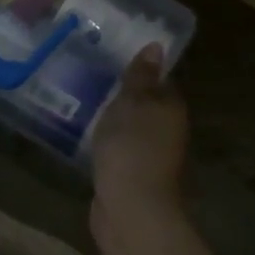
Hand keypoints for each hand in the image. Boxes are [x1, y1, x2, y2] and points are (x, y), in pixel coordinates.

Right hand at [92, 46, 187, 226]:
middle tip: (92, 75)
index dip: (140, 69)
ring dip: (114, 118)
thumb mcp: (133, 102)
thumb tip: (157, 46)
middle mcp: (166, 130)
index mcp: (171, 108)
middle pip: (146, 105)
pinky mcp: (130, 174)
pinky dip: (106, 141)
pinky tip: (86, 133)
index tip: (114, 56)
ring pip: (131, 128)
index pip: (159, 80)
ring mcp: (149, 155)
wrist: (130, 208)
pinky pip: (118, 148)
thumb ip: (141, 76)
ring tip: (83, 99)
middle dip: (124, 94)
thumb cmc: (132, 147)